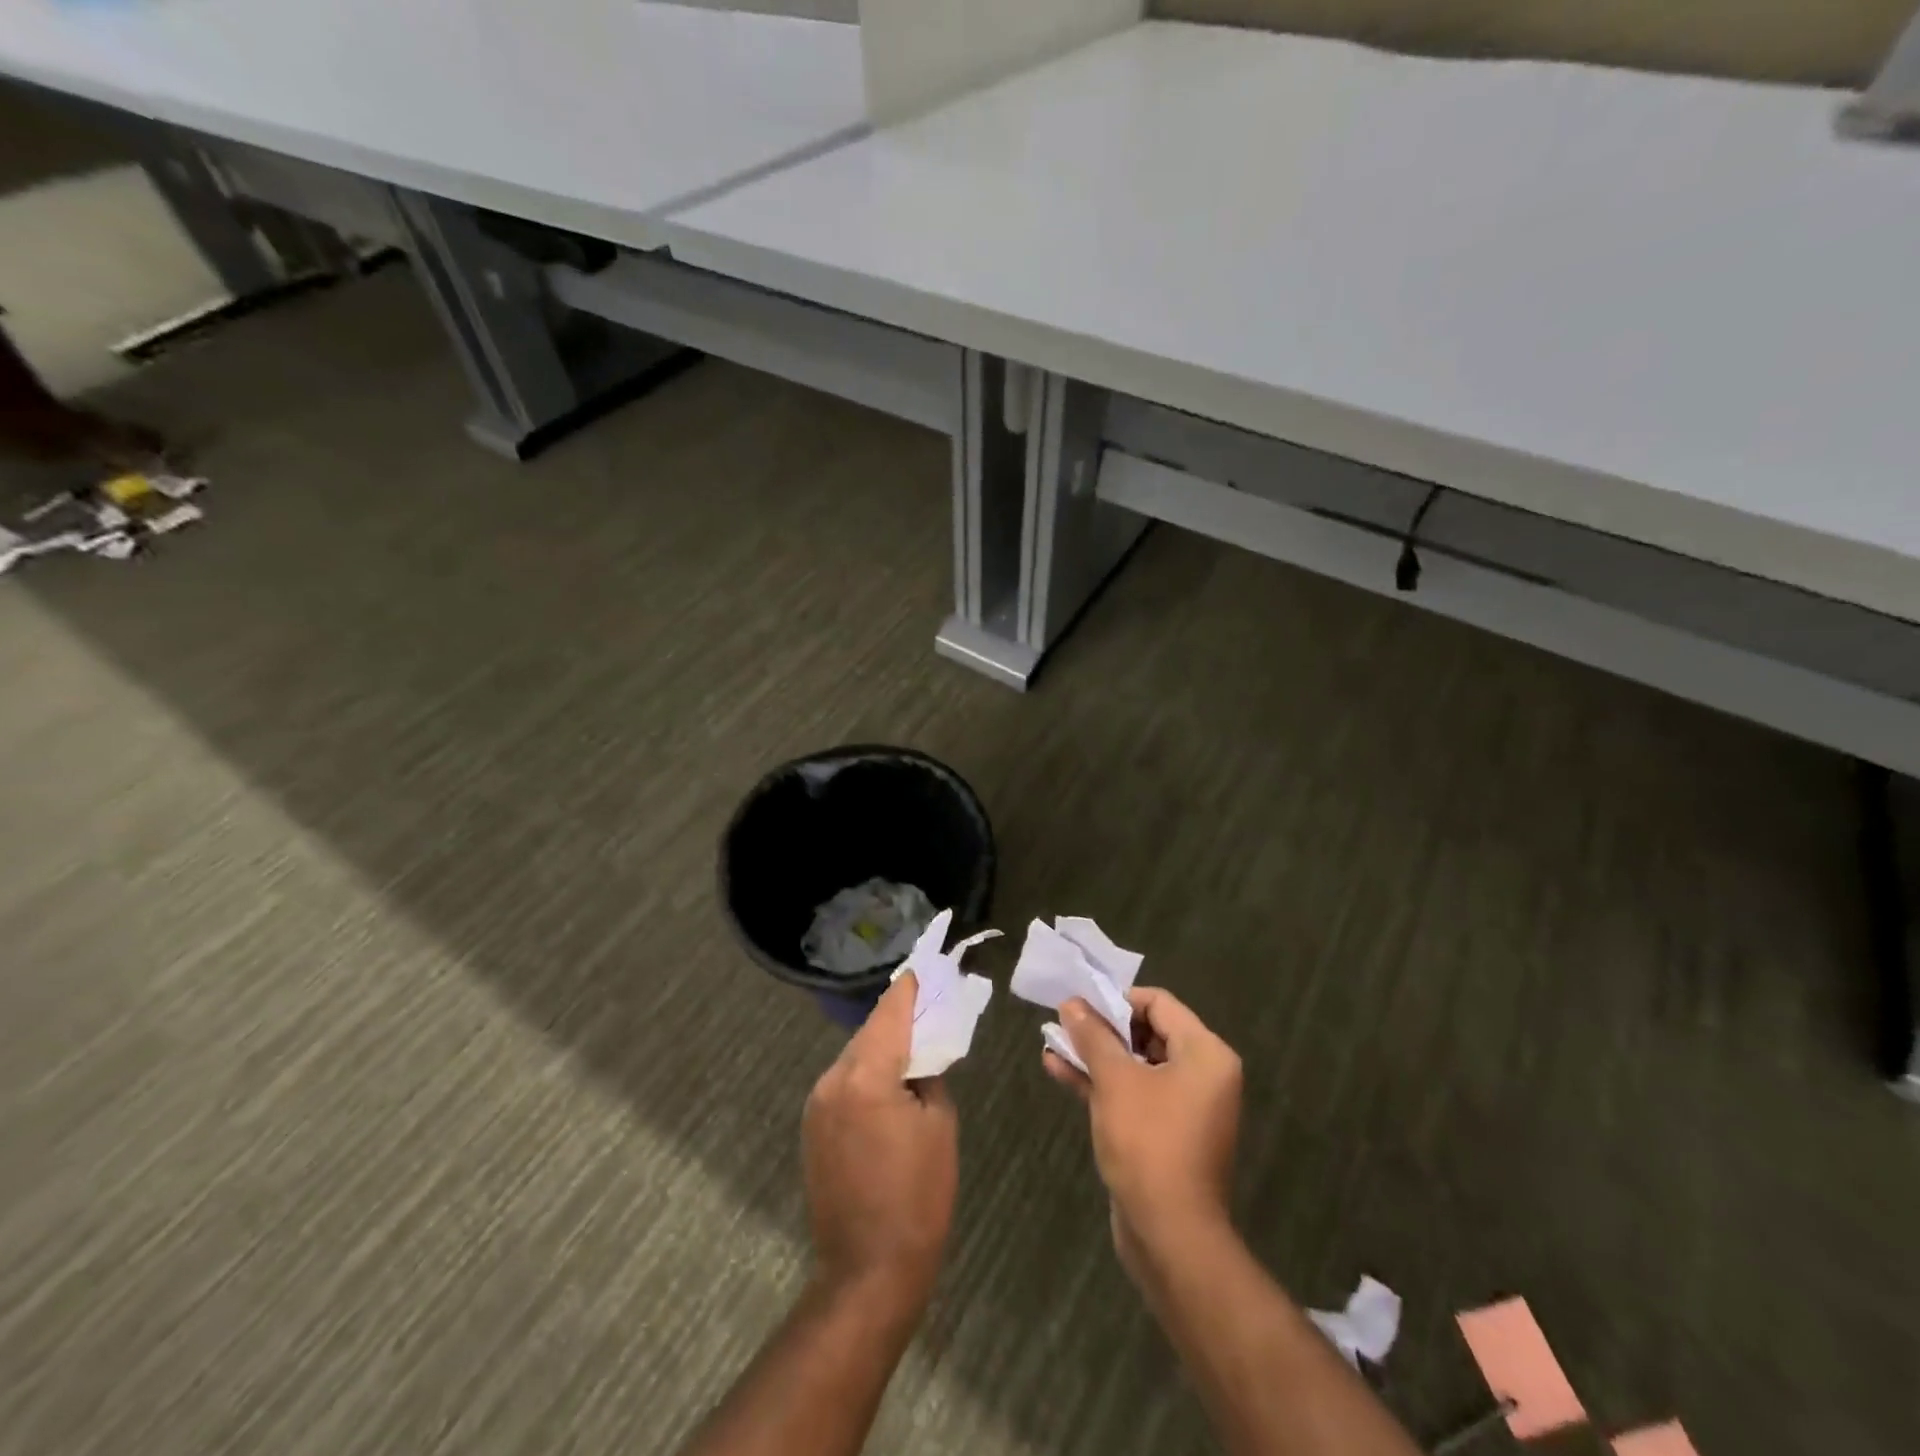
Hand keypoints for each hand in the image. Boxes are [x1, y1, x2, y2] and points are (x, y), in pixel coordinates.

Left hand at [802, 975, 958, 1307]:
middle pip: (870, 1033)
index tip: (924, 967)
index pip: (890, 1013)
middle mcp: (832, 1080)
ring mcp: (816, 1105)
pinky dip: (867, 1074)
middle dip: (898, 1019)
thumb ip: (929, 1076)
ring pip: (855, 1057)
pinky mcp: (812, 1127)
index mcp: (865, 1076)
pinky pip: (844, 1083)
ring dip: (882, 1048)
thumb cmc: (918, 1198)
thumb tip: (920, 1058)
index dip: (909, 989)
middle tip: (928, 1008)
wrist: (868, 1272)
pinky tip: (889, 1085)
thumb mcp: (939, 1127)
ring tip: (913, 1047)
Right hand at [1044, 986, 1241, 1263]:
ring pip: (1135, 1065)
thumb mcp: (1115, 1080)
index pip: (1159, 1003)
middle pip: (1148, 1032)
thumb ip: (1093, 1036)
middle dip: (1103, 1027)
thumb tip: (1072, 1003)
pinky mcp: (1164, 1133)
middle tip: (1064, 1022)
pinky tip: (1058, 1070)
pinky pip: (1132, 1094)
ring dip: (1096, 1054)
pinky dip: (1101, 1082)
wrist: (1170, 1235)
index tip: (1081, 1004)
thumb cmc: (1149, 1143)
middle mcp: (1202, 1075)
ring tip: (1053, 1041)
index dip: (1117, 999)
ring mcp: (1184, 1107)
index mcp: (1205, 1054)